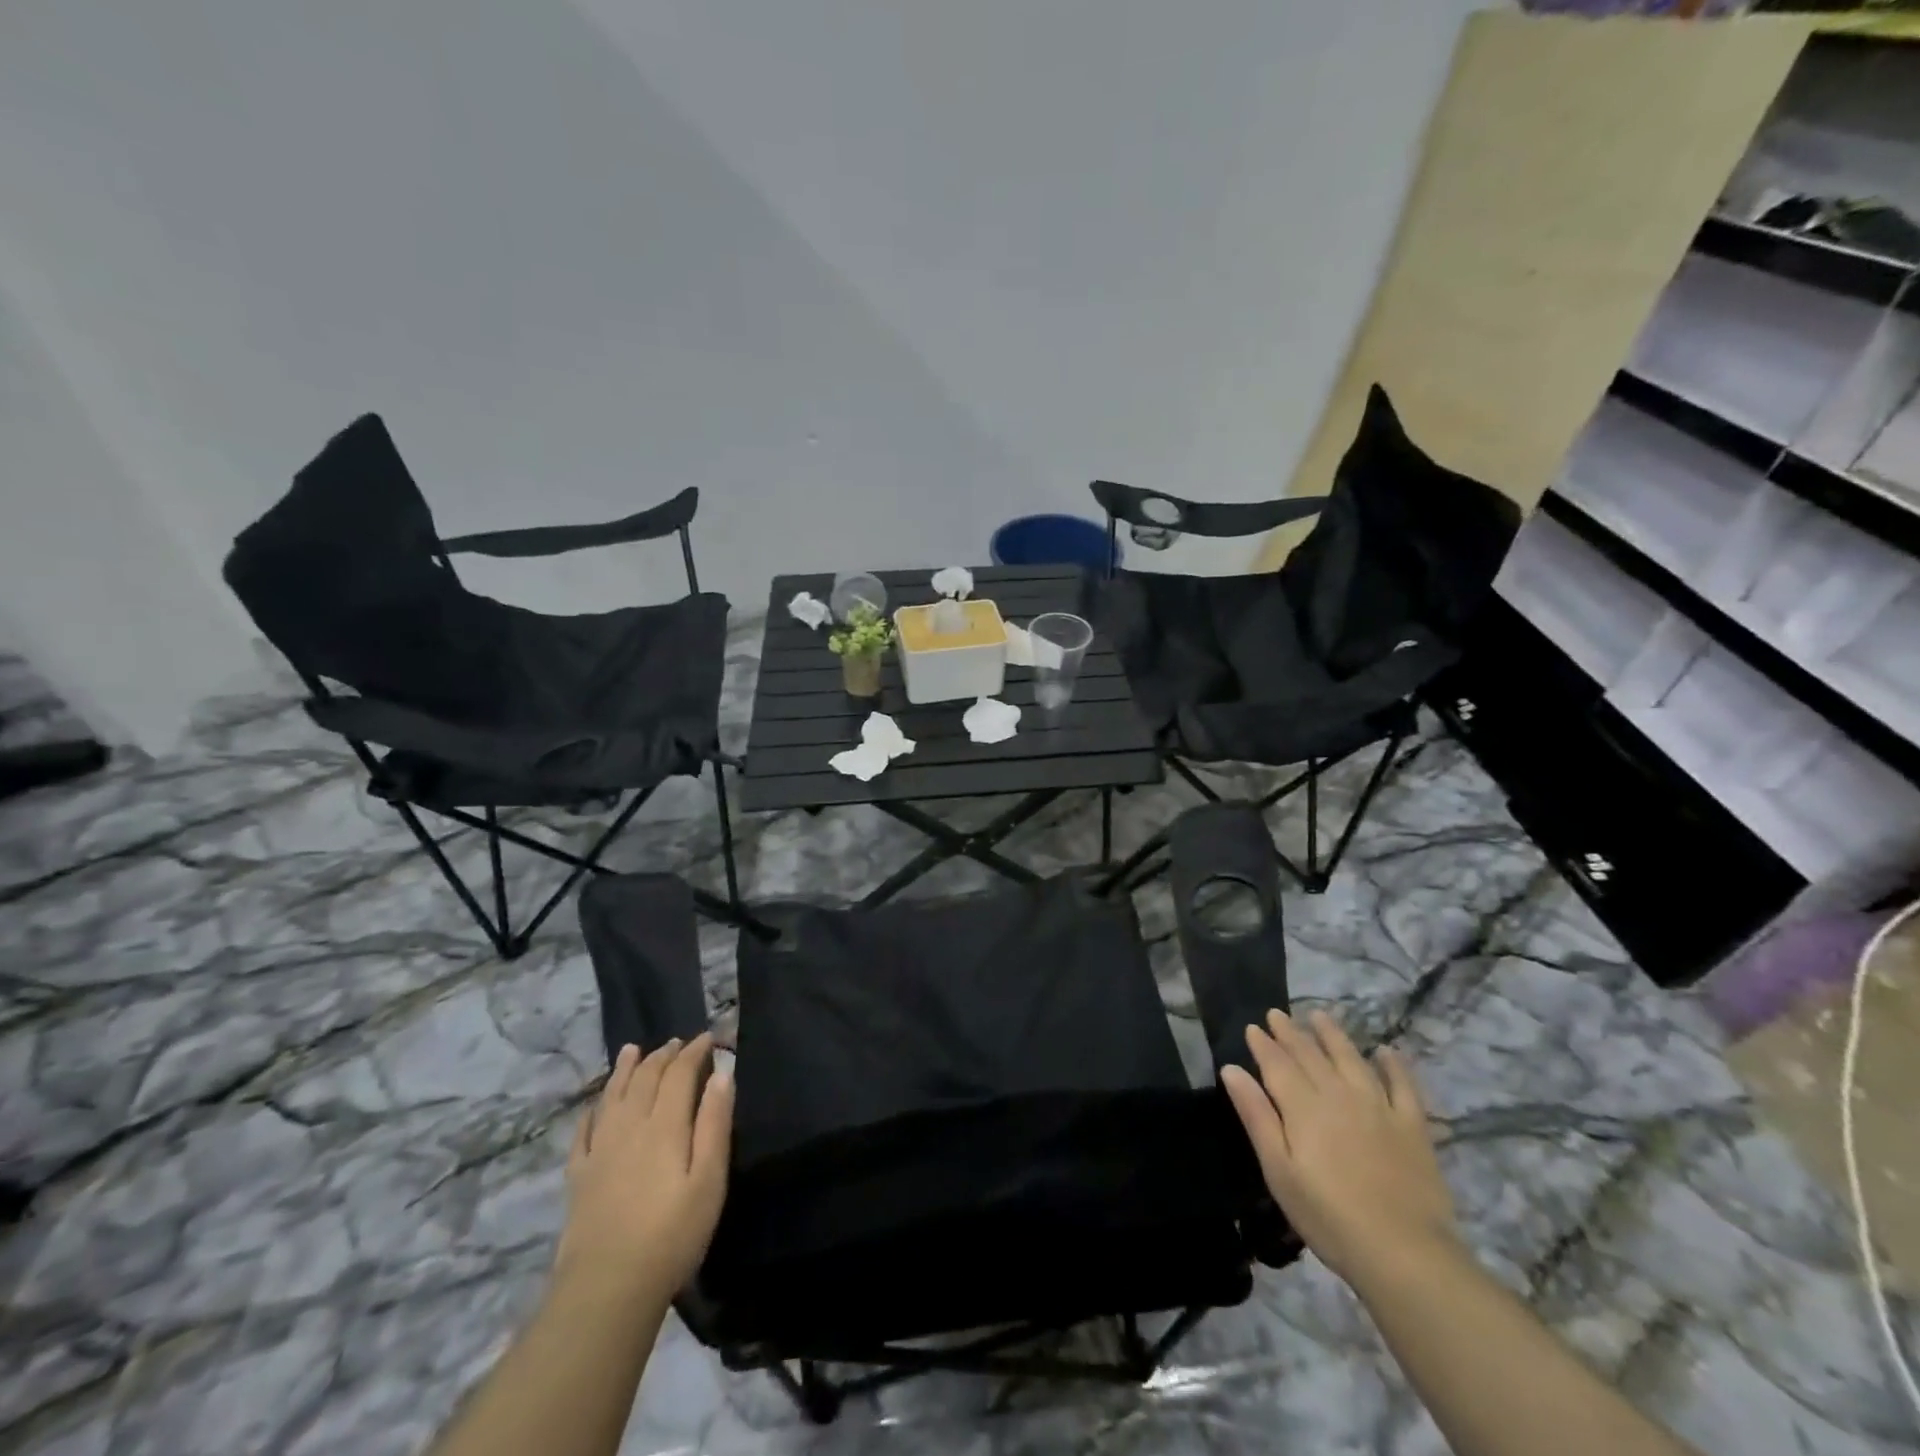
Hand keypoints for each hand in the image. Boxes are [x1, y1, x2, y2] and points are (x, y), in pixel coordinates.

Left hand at [555, 1035, 732, 1302]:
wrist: (607, 1289)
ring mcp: (599, 1151)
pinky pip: (583, 1132)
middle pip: (645, 1079)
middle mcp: (629, 1127)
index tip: (709, 1038)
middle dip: (663, 1056)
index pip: (679, 1074)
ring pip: (612, 1097)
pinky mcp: (578, 1177)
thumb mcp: (709, 1179)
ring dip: (625, 1070)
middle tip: (677, 1042)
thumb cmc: (672, 1234)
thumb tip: (722, 1073)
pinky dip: (592, 1111)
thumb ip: (714, 1123)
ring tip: (632, 1050)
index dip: (694, 1052)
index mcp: (664, 1125)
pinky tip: (594, 1107)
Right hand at [1221, 1009, 1456, 1286]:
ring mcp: (1379, 1108)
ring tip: (1320, 1016)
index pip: (1278, 1064)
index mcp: (1304, 1107)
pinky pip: (1403, 1086)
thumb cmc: (1329, 1217)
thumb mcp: (1279, 1170)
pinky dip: (1394, 1065)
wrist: (1406, 1254)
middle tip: (1277, 1014)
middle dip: (1291, 1033)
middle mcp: (1339, 1095)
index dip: (1263, 1044)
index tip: (1253, 1027)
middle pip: (1311, 1055)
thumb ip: (1256, 1116)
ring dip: (1333, 1035)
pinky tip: (1386, 1051)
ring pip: (1351, 1059)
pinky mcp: (1412, 1127)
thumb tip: (1232, 1069)